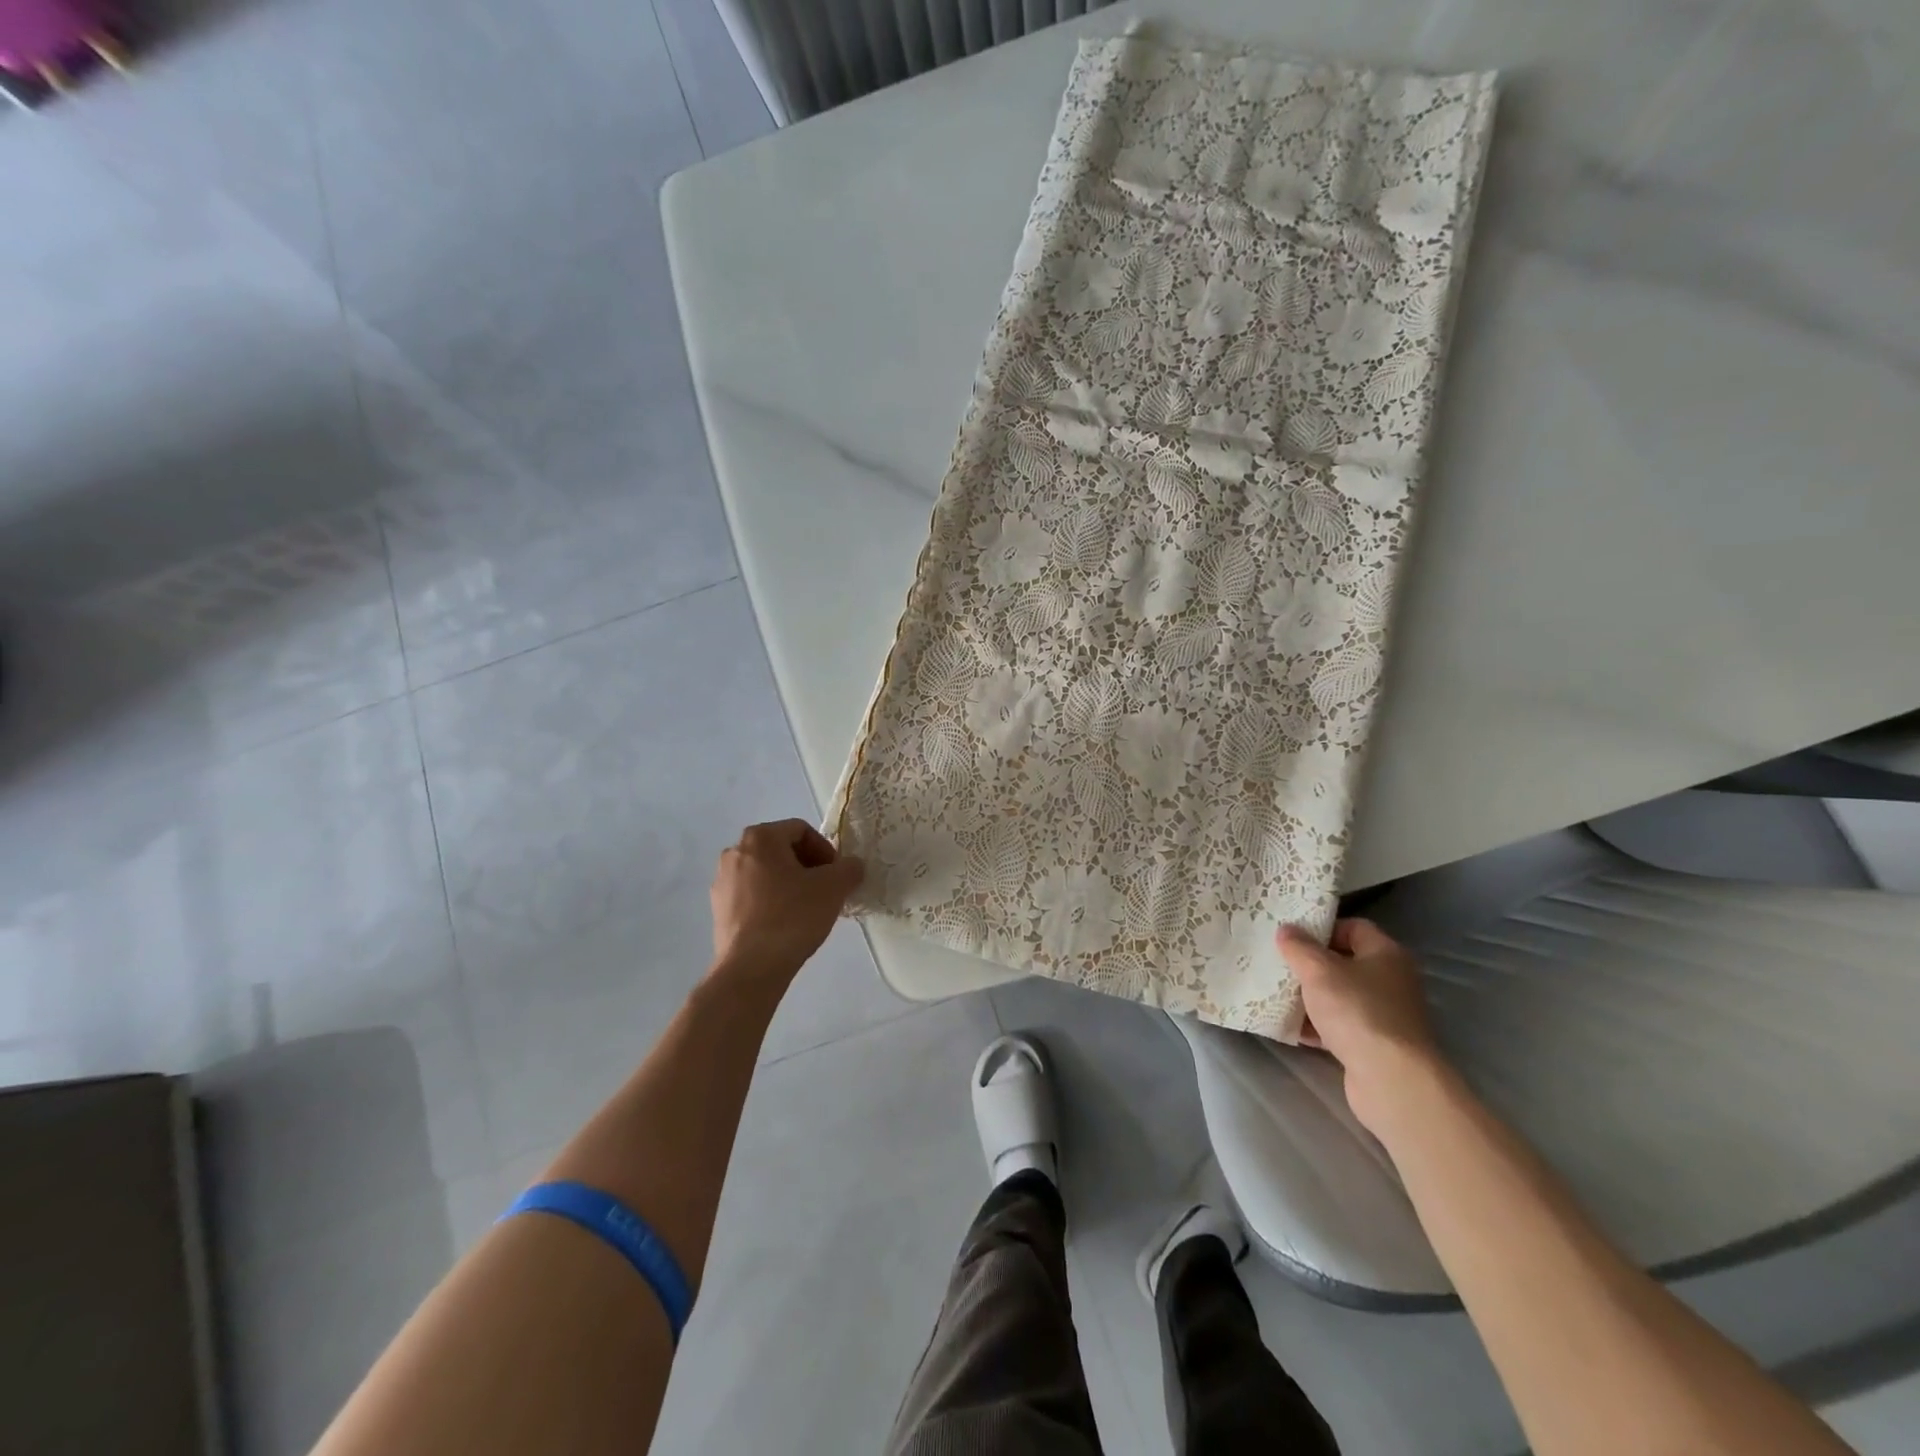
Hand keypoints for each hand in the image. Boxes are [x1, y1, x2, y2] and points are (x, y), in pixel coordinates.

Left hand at [710, 820, 864, 983]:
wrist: (751, 968)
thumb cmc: (792, 917)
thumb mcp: (833, 888)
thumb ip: (849, 868)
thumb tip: (851, 866)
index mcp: (760, 837)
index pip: (801, 830)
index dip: (825, 850)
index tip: (837, 875)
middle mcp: (735, 852)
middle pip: (782, 850)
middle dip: (808, 867)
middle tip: (826, 891)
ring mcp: (722, 881)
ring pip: (767, 873)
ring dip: (790, 884)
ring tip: (807, 909)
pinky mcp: (719, 909)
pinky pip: (752, 895)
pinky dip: (771, 901)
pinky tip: (786, 925)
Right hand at [1278, 919, 1442, 1135]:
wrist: (1391, 1079)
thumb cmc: (1357, 1011)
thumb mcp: (1318, 971)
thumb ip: (1299, 947)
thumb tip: (1286, 929)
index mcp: (1386, 954)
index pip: (1355, 928)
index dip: (1324, 928)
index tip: (1293, 936)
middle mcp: (1392, 981)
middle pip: (1346, 963)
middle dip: (1312, 965)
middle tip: (1281, 963)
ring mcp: (1386, 1015)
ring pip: (1342, 996)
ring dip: (1312, 997)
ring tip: (1279, 995)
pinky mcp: (1376, 1045)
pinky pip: (1342, 1026)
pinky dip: (1319, 1026)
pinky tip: (1293, 1028)